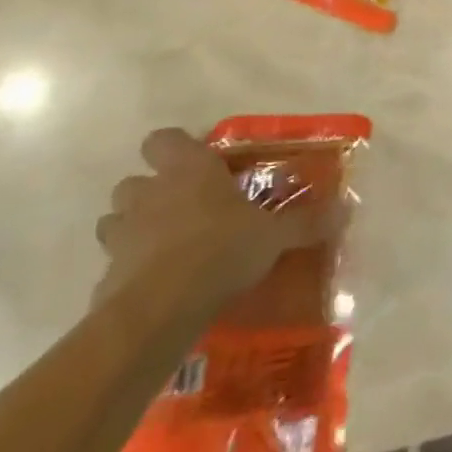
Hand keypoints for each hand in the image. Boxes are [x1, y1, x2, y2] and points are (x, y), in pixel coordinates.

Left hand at [93, 128, 346, 313]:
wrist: (158, 311)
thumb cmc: (220, 250)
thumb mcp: (274, 235)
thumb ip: (306, 222)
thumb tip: (346, 209)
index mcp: (188, 170)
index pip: (164, 139)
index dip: (176, 147)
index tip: (199, 162)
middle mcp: (149, 195)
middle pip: (133, 181)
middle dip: (151, 191)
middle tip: (185, 206)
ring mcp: (121, 237)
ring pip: (115, 221)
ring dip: (134, 227)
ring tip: (166, 244)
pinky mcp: (104, 278)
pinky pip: (115, 266)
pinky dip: (130, 271)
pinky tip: (156, 287)